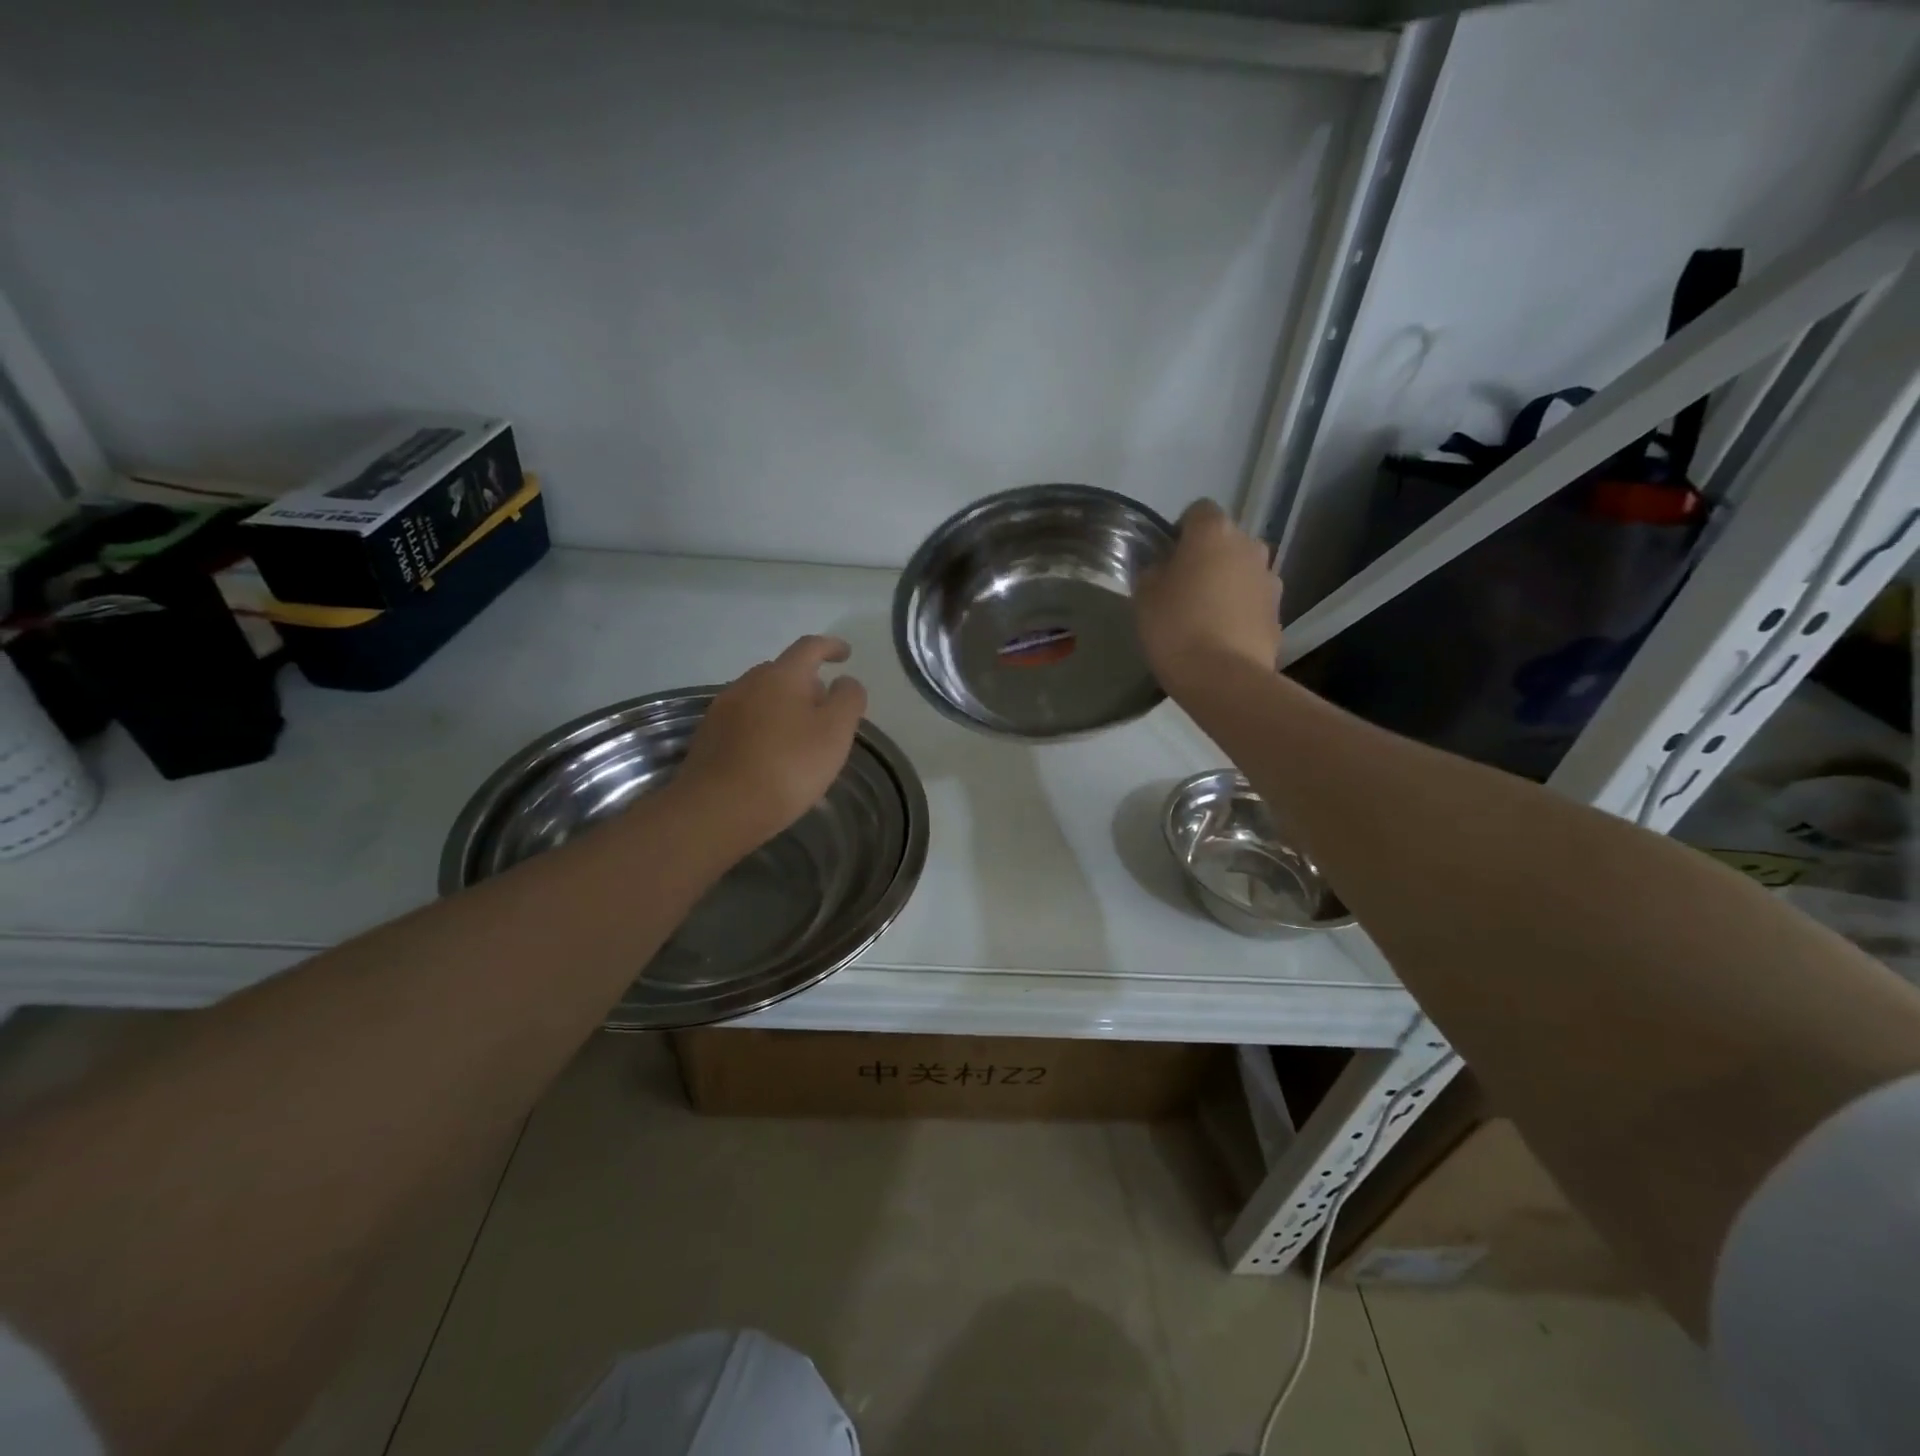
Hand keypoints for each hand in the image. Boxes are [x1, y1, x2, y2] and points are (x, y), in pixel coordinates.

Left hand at [675, 635, 868, 847]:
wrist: (718, 809)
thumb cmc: (787, 766)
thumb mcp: (835, 733)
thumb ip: (848, 700)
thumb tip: (845, 682)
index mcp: (782, 676)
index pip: (809, 647)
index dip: (830, 646)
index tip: (846, 654)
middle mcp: (748, 684)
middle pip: (782, 672)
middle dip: (806, 683)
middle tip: (825, 708)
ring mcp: (722, 710)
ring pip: (761, 697)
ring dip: (783, 707)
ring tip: (800, 736)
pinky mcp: (708, 738)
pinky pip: (744, 721)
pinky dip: (763, 728)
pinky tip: (771, 755)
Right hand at [1136, 500, 1282, 695]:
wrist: (1224, 679)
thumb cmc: (1176, 628)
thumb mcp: (1144, 597)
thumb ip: (1153, 571)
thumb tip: (1163, 568)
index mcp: (1214, 532)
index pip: (1198, 511)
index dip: (1180, 531)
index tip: (1166, 558)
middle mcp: (1250, 546)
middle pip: (1225, 541)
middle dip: (1207, 557)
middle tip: (1183, 588)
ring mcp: (1270, 579)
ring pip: (1242, 571)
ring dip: (1227, 584)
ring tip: (1204, 616)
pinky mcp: (1279, 613)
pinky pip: (1253, 602)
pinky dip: (1240, 611)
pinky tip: (1221, 637)